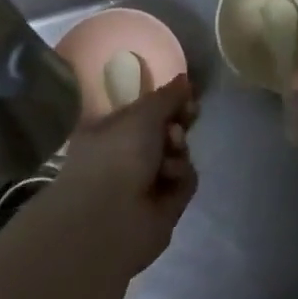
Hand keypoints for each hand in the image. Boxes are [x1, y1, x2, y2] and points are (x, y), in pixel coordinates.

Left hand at [50, 75, 199, 275]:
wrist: (110, 219)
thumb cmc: (117, 155)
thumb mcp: (143, 114)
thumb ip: (168, 96)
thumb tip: (185, 79)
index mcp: (110, 132)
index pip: (145, 112)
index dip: (167, 102)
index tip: (187, 95)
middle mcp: (125, 157)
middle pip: (165, 132)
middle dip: (178, 124)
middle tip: (187, 117)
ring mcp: (144, 183)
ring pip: (178, 155)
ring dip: (179, 150)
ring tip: (171, 155)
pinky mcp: (163, 206)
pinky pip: (184, 181)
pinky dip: (181, 177)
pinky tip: (169, 179)